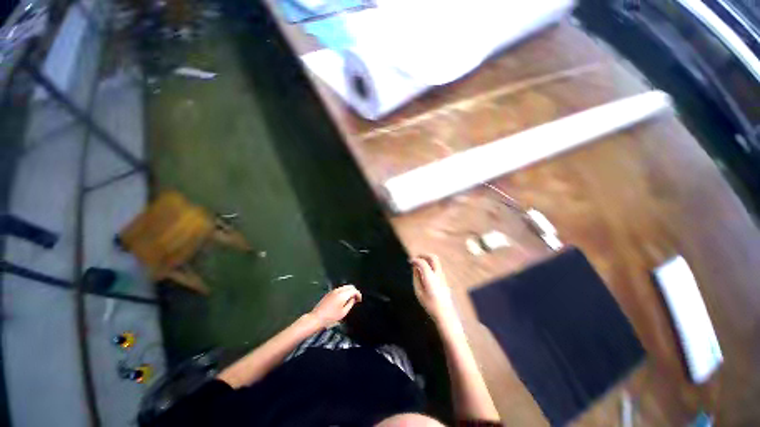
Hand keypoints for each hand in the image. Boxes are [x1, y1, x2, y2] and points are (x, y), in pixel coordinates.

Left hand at [309, 285, 361, 328]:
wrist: (317, 317)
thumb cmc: (331, 317)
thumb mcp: (343, 312)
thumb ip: (350, 304)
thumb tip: (353, 299)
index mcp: (343, 295)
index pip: (354, 290)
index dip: (358, 294)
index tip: (360, 300)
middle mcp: (338, 290)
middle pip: (350, 286)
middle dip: (354, 291)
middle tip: (356, 299)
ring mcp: (333, 291)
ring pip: (345, 287)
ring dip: (349, 291)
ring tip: (350, 299)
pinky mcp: (329, 293)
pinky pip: (340, 289)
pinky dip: (344, 291)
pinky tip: (343, 299)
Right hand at [411, 254, 457, 323]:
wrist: (445, 313)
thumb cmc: (430, 304)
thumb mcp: (419, 291)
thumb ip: (416, 277)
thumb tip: (415, 267)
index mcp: (430, 278)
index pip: (422, 262)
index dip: (415, 260)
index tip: (410, 261)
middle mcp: (438, 274)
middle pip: (432, 257)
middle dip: (423, 255)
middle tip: (416, 258)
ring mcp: (443, 276)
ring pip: (436, 261)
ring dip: (427, 259)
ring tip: (419, 264)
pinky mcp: (444, 279)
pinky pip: (437, 266)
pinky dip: (430, 264)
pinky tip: (425, 270)